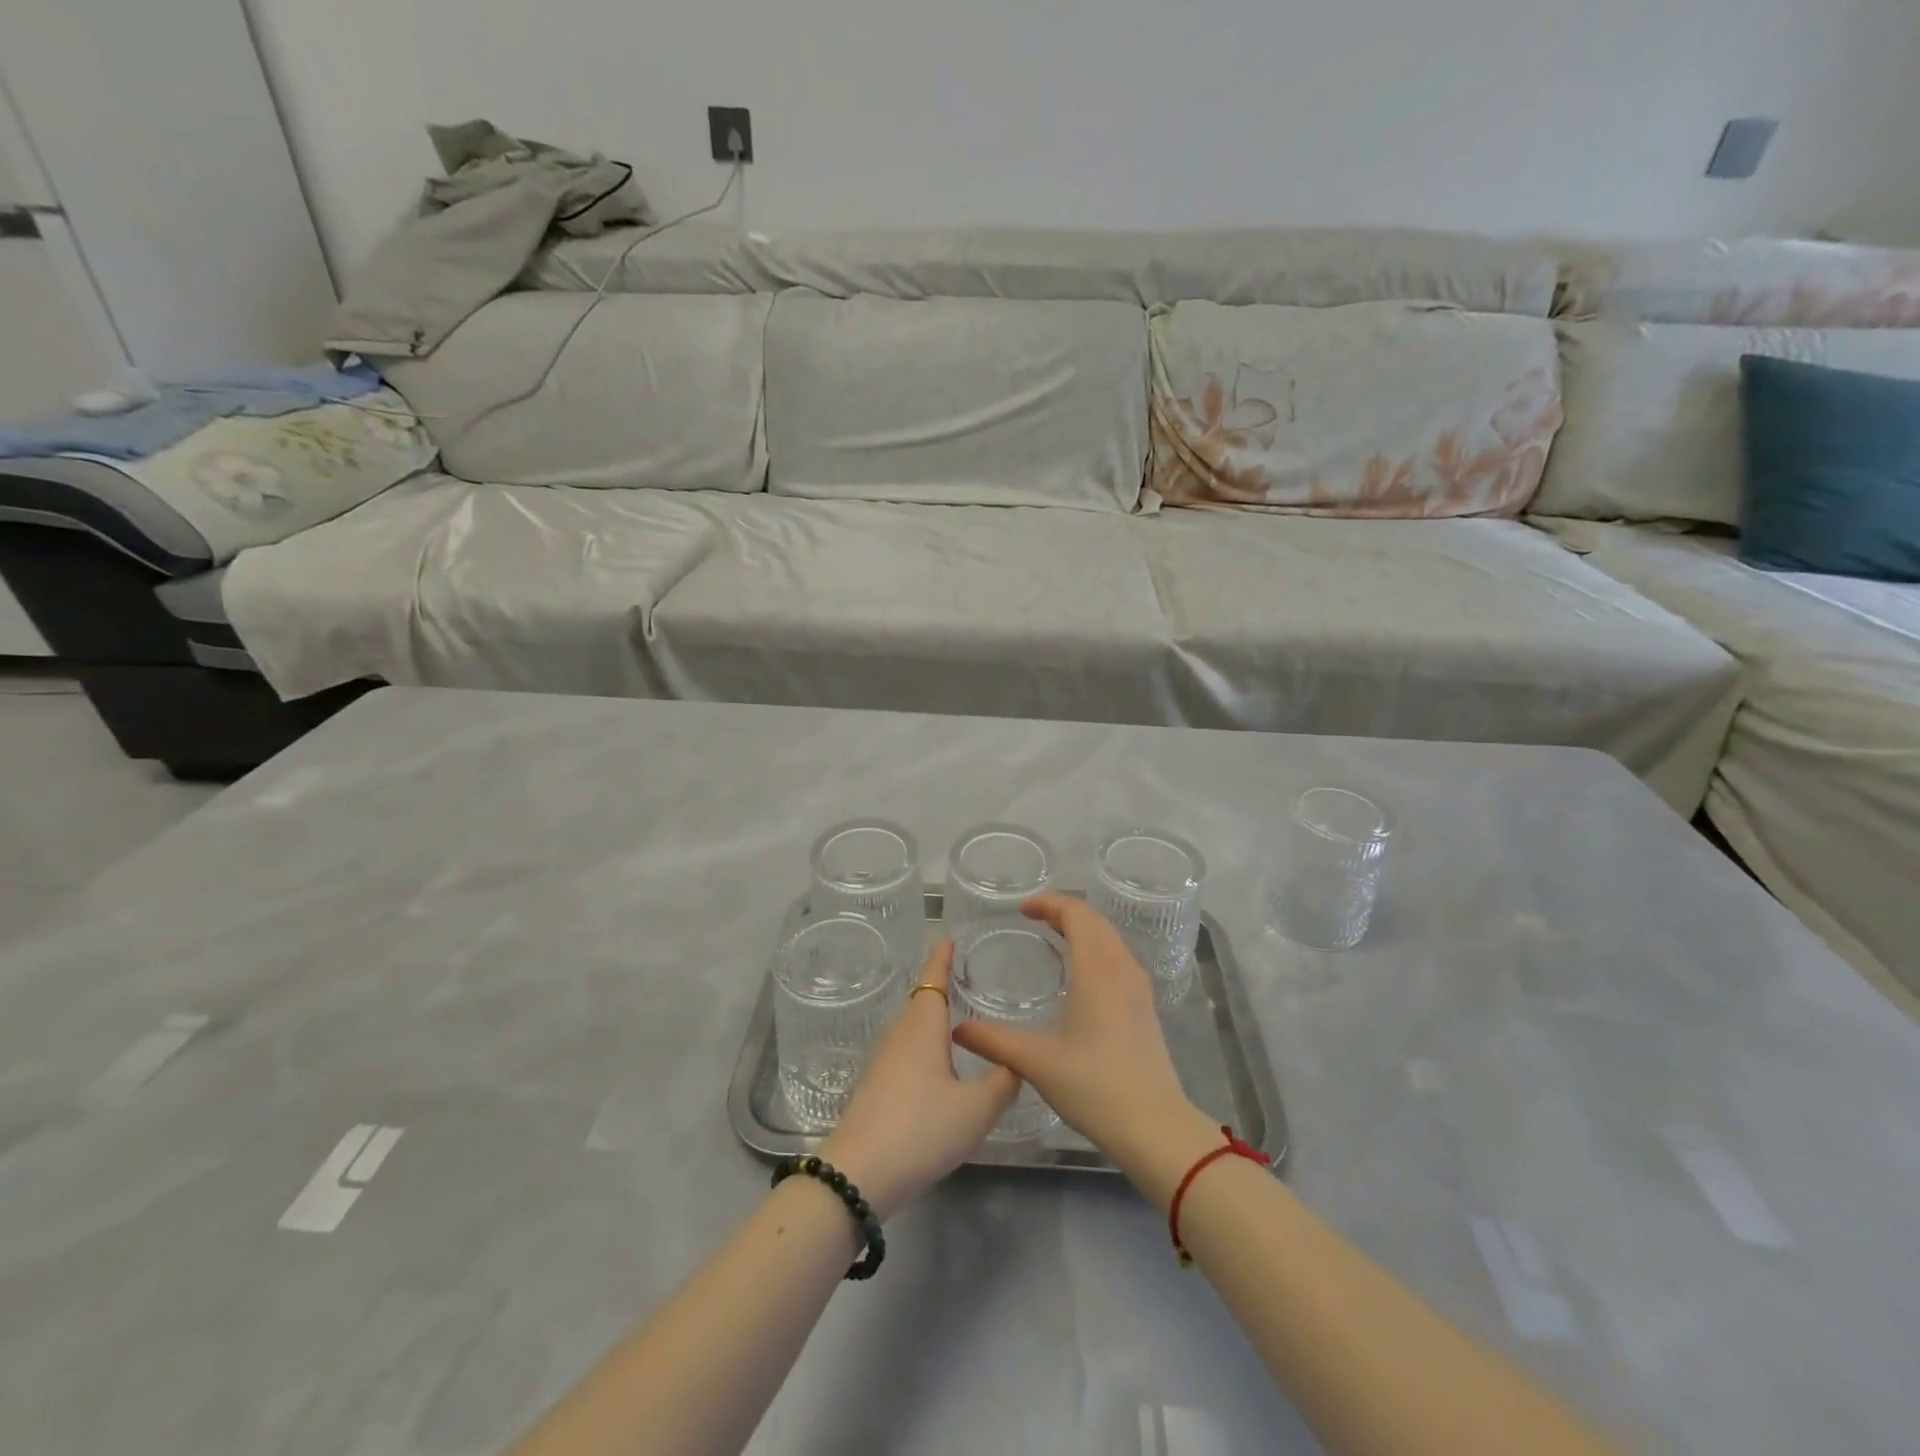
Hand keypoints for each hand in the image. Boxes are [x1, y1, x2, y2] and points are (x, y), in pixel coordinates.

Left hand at [820, 941, 1018, 1220]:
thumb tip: (1016, 1061)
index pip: (934, 978)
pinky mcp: (877, 1087)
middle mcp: (900, 1035)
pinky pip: (906, 1051)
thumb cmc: (922, 1128)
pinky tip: (941, 1065)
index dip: (943, 957)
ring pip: (913, 1027)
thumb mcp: (977, 1108)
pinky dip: (926, 1044)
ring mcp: (884, 1062)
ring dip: (933, 1018)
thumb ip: (1003, 1082)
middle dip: (942, 985)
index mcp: (923, 1026)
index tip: (951, 937)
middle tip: (969, 976)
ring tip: (961, 1018)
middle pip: (922, 1000)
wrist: (859, 1175)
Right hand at [950, 895, 1202, 1177]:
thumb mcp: (1035, 1061)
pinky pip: (1120, 960)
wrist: (1154, 1126)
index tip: (1023, 910)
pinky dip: (1099, 951)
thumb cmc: (1094, 1085)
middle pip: (1096, 922)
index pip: (1077, 914)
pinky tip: (1084, 977)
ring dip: (1085, 931)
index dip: (1050, 904)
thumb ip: (993, 1041)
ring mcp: (1139, 989)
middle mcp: (1122, 969)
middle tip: (1035, 920)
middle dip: (1065, 913)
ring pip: (1112, 940)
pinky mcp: (1146, 1009)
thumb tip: (958, 1029)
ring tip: (1057, 940)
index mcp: (1097, 969)